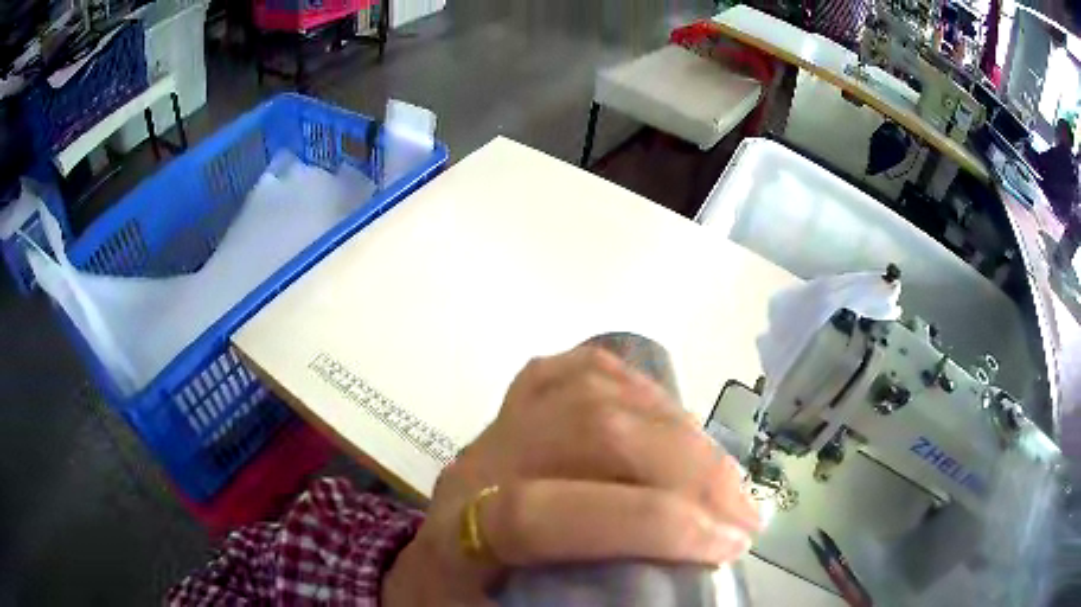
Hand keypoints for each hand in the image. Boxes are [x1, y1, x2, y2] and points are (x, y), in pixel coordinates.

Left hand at [383, 346, 761, 605]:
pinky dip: (639, 387)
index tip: (725, 547)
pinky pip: (580, 370)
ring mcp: (499, 425)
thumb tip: (673, 596)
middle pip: (585, 431)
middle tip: (743, 516)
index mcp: (460, 534)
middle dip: (686, 470)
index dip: (645, 525)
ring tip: (726, 479)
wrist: (431, 573)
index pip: (542, 510)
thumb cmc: (467, 606)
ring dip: (679, 432)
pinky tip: (676, 420)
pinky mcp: (520, 406)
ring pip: (593, 391)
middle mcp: (477, 465)